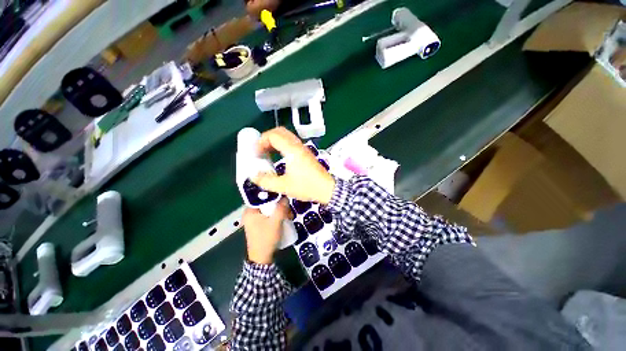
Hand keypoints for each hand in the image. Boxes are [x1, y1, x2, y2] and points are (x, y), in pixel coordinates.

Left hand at [243, 198, 290, 264]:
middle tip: (288, 210)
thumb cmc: (266, 238)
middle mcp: (251, 213)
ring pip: (269, 210)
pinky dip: (276, 216)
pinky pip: (269, 216)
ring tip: (289, 216)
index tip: (283, 196)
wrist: (262, 258)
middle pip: (266, 203)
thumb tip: (285, 196)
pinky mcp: (259, 225)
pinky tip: (285, 219)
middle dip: (279, 205)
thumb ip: (281, 208)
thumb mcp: (276, 222)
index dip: (273, 195)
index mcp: (250, 211)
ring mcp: (255, 219)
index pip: (261, 196)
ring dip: (279, 211)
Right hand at [253, 127, 335, 204]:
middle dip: (267, 138)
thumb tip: (253, 175)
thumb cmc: (306, 187)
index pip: (273, 135)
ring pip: (287, 136)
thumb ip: (266, 180)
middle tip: (260, 150)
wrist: (327, 189)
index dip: (261, 141)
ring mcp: (303, 149)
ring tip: (267, 153)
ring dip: (275, 141)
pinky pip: (291, 143)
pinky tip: (278, 157)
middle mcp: (298, 146)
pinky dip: (282, 145)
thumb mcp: (284, 186)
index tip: (256, 152)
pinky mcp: (306, 153)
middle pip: (280, 132)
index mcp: (292, 150)